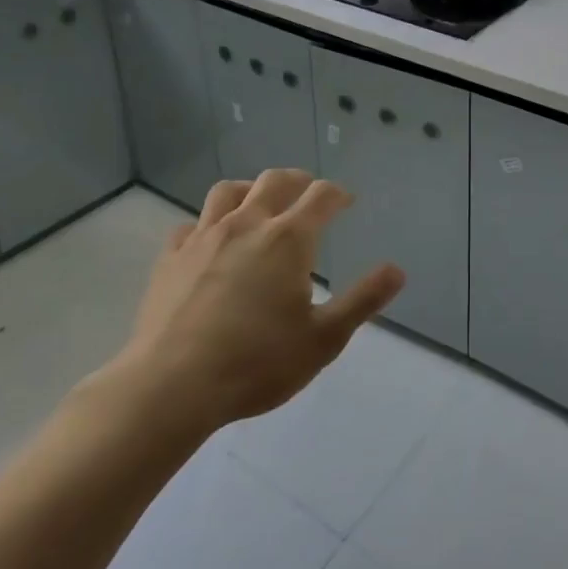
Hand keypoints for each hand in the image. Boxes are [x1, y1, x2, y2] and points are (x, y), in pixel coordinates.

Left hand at [99, 170, 405, 451]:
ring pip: (228, 191)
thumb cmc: (256, 363)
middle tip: (308, 194)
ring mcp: (204, 237)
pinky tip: (210, 242)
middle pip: (275, 181)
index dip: (338, 194)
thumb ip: (362, 301)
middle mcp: (247, 224)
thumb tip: (397, 270)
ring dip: (250, 190)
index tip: (346, 202)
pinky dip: (206, 224)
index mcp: (288, 239)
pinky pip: (190, 224)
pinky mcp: (170, 257)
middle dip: (298, 181)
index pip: (321, 196)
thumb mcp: (323, 340)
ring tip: (258, 205)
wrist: (170, 388)